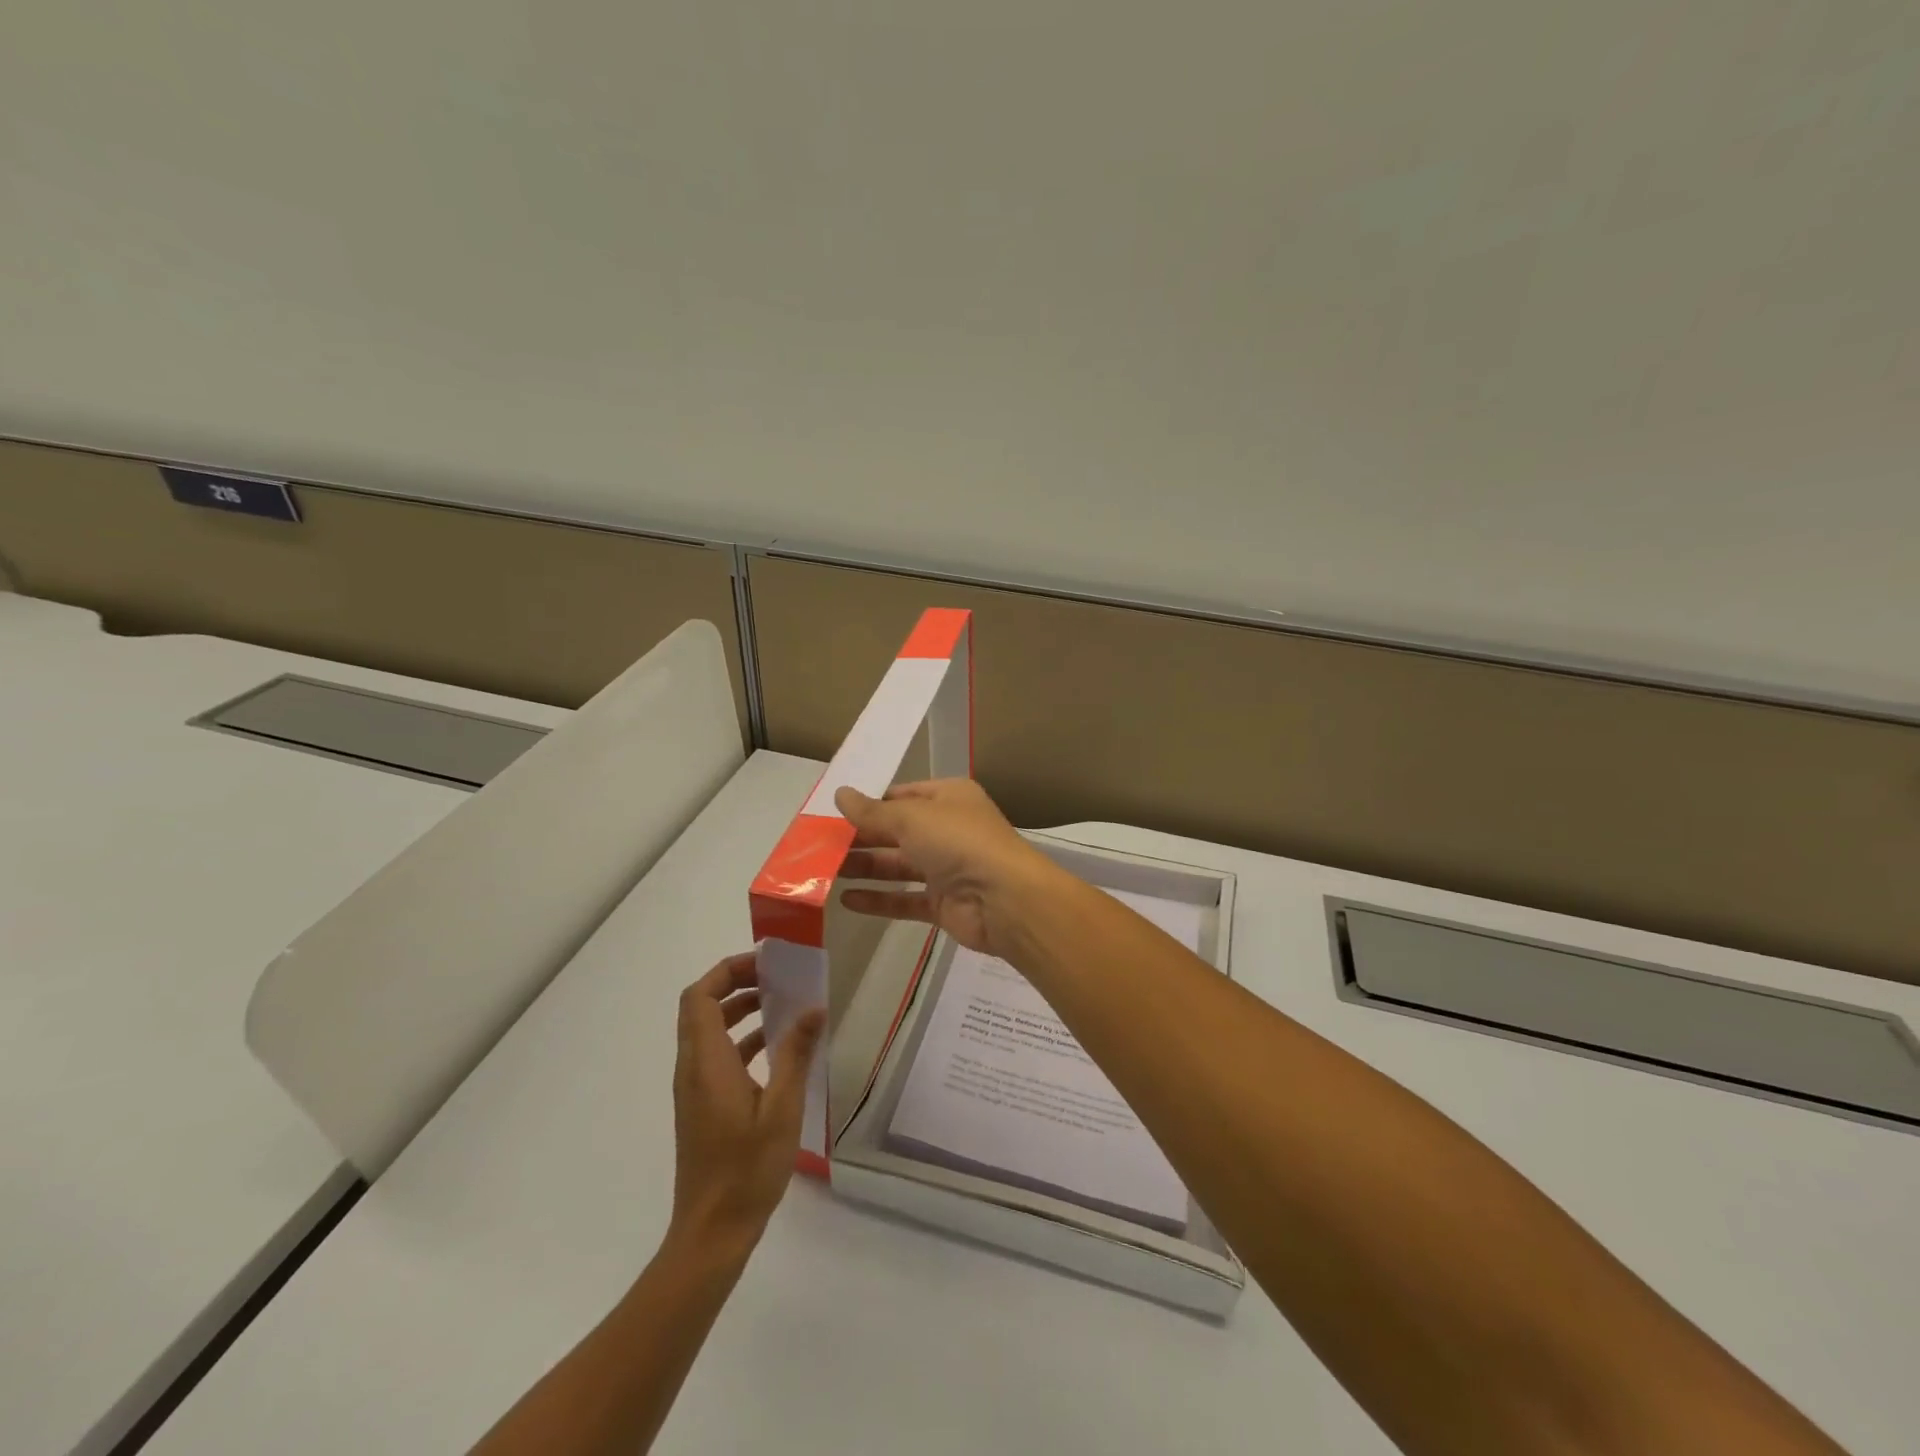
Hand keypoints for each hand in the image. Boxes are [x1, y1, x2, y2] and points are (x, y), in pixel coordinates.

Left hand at [669, 953, 825, 1255]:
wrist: (711, 1233)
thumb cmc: (746, 1170)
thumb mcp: (782, 1109)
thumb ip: (795, 1054)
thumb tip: (814, 1008)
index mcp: (706, 1063)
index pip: (699, 996)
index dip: (727, 971)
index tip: (765, 965)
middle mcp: (692, 1068)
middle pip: (701, 1007)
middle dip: (736, 984)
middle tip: (777, 979)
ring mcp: (694, 1088)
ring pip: (708, 1030)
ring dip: (739, 1010)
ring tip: (782, 1005)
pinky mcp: (702, 1105)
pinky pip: (716, 1054)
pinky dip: (741, 1039)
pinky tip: (776, 1049)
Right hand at [835, 779, 1057, 959]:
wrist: (1005, 899)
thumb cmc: (960, 842)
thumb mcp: (911, 818)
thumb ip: (873, 811)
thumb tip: (840, 793)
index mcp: (949, 798)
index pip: (903, 795)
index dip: (871, 803)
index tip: (834, 813)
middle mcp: (949, 829)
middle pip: (897, 831)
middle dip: (862, 838)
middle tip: (819, 845)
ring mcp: (947, 868)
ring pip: (898, 866)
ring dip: (865, 867)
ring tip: (824, 872)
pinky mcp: (944, 903)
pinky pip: (905, 899)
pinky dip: (879, 899)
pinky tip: (847, 900)